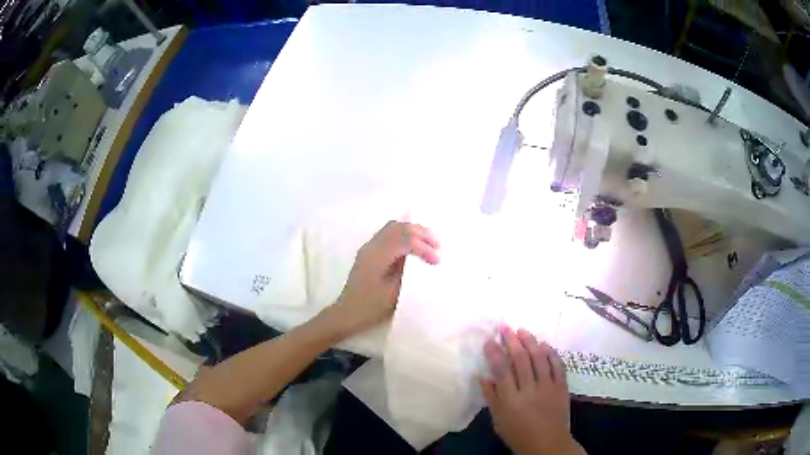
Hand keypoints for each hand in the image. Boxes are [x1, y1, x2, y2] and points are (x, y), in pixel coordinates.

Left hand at [331, 220, 439, 335]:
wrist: (347, 313)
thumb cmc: (370, 308)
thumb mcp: (393, 294)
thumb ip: (407, 274)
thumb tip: (422, 262)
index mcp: (377, 256)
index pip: (405, 240)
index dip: (424, 248)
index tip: (437, 261)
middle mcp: (371, 246)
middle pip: (399, 228)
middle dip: (421, 233)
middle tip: (438, 245)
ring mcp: (369, 247)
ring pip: (393, 228)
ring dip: (413, 231)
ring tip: (429, 243)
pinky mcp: (370, 252)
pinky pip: (389, 234)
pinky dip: (405, 235)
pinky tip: (414, 246)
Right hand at [480, 326, 584, 454]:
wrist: (547, 443)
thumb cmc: (518, 433)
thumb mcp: (498, 419)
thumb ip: (491, 397)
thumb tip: (482, 375)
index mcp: (511, 400)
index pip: (502, 370)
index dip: (495, 353)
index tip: (489, 340)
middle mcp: (530, 390)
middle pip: (521, 360)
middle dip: (512, 341)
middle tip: (505, 327)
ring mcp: (548, 387)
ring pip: (540, 358)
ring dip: (531, 341)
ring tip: (523, 330)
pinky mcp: (562, 387)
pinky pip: (558, 365)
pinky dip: (551, 353)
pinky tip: (544, 344)